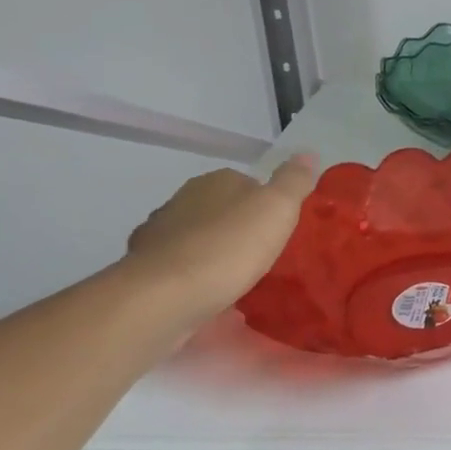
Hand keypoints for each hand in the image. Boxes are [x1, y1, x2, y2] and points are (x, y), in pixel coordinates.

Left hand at [126, 154, 317, 324]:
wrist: (165, 296)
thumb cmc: (229, 245)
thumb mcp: (278, 208)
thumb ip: (293, 180)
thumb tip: (306, 152)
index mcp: (215, 182)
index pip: (247, 183)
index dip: (266, 204)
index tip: (280, 228)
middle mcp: (182, 201)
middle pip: (220, 210)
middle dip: (238, 228)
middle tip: (263, 254)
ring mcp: (158, 236)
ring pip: (196, 239)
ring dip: (213, 253)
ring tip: (237, 279)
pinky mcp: (144, 271)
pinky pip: (179, 269)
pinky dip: (194, 278)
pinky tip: (210, 297)